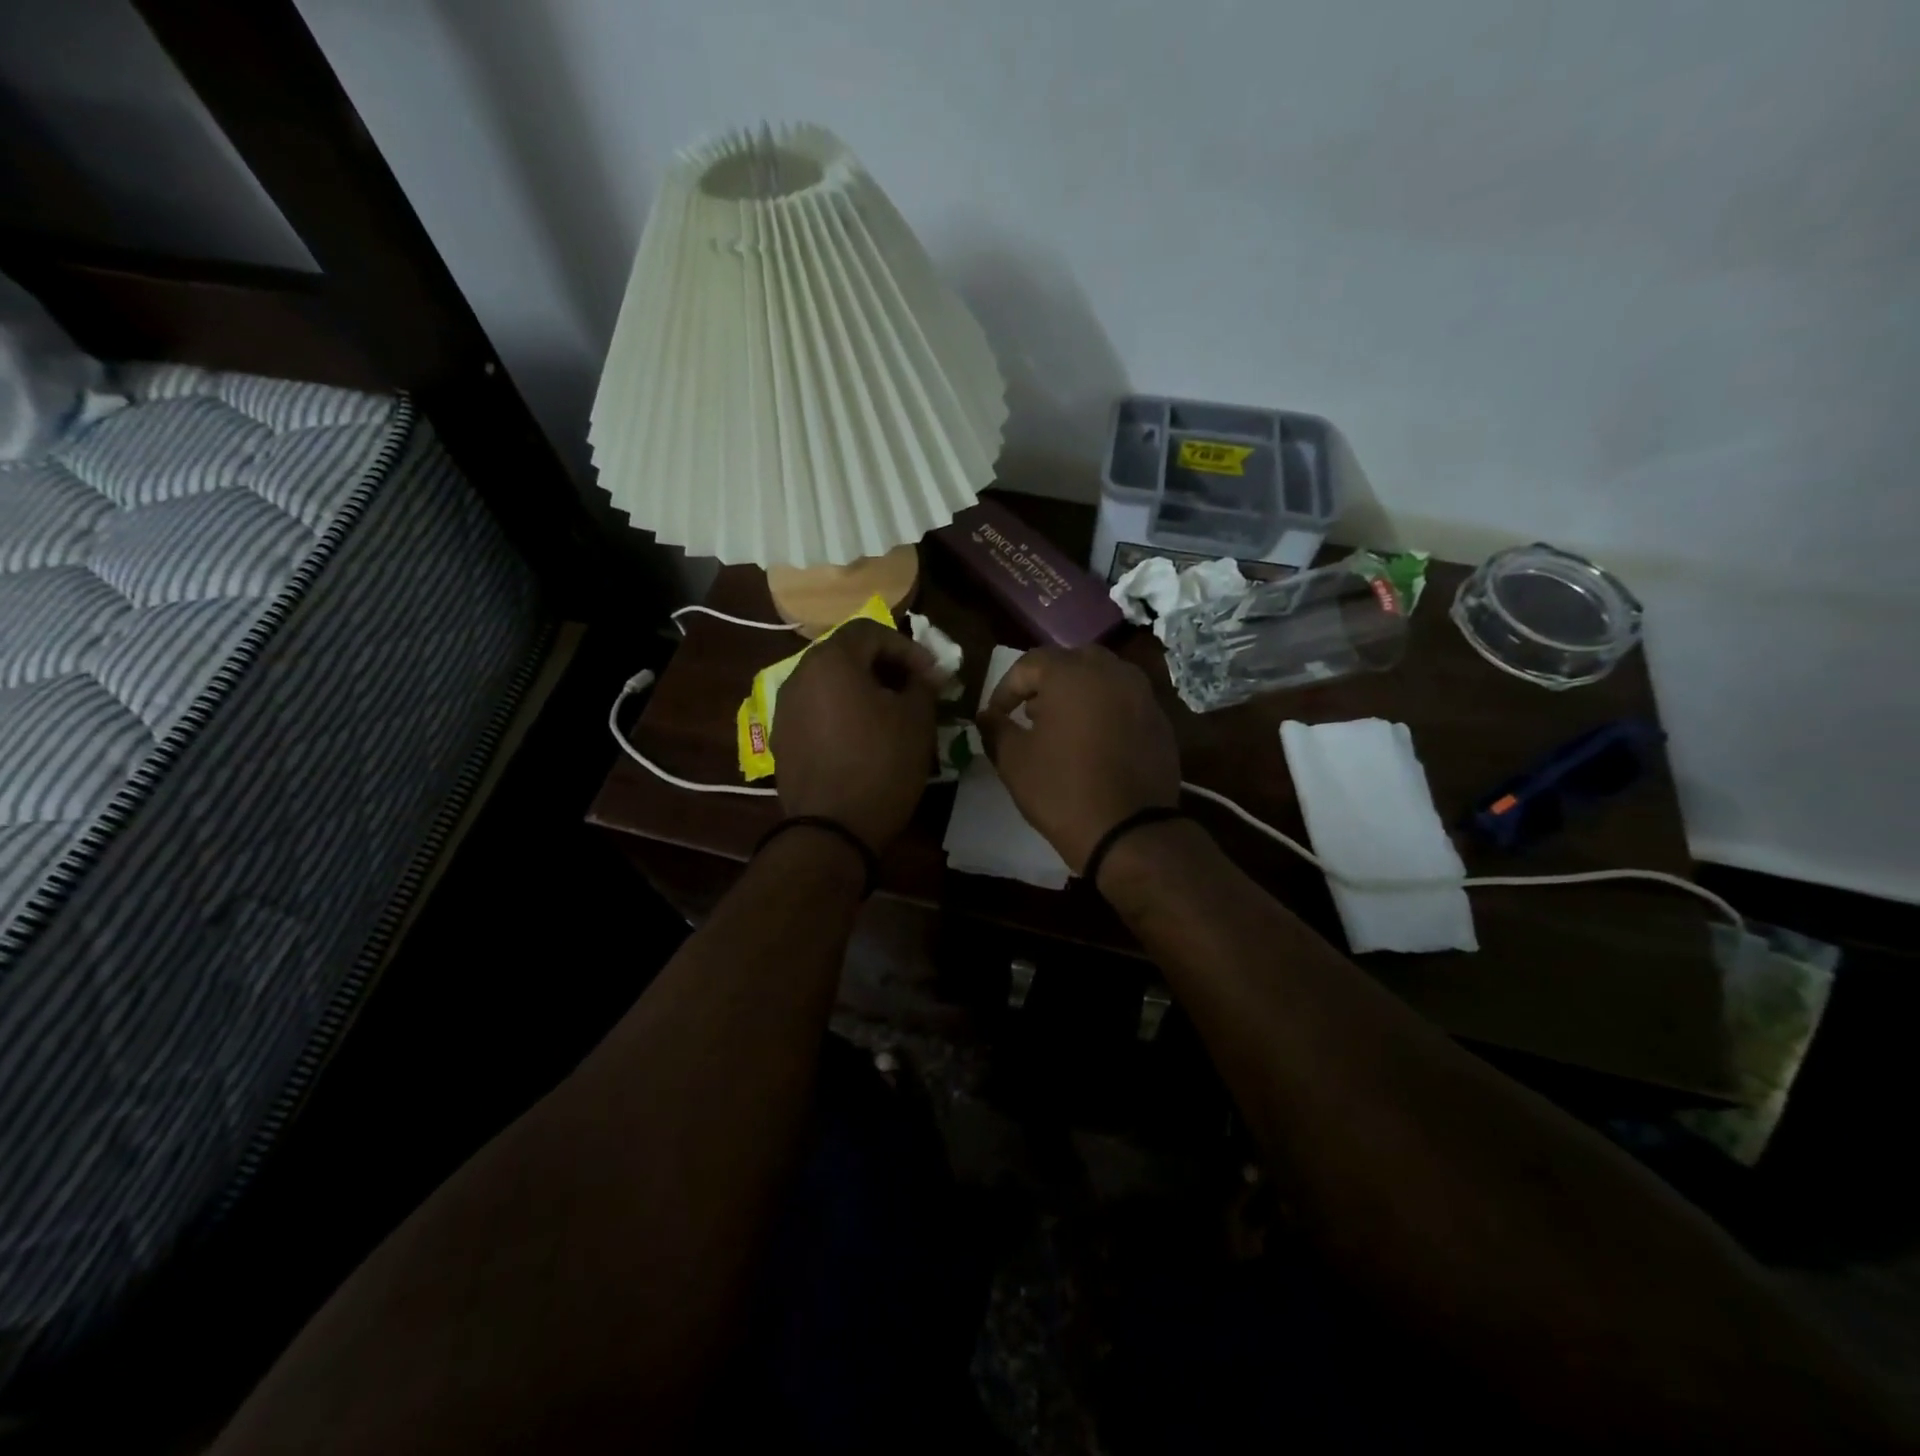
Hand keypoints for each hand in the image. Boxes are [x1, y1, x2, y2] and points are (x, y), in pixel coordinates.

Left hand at [772, 619, 939, 851]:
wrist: (832, 828)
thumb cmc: (881, 764)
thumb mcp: (916, 720)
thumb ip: (923, 685)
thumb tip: (925, 675)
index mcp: (831, 660)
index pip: (871, 631)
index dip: (908, 648)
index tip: (932, 675)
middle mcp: (799, 675)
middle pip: (846, 654)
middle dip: (885, 666)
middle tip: (914, 689)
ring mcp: (785, 708)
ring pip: (830, 683)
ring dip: (862, 689)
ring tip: (891, 713)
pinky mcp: (782, 738)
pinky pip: (817, 710)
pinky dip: (842, 712)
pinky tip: (863, 737)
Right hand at [978, 646, 1181, 873]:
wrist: (1129, 831)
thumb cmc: (1062, 790)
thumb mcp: (1014, 760)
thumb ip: (996, 728)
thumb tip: (987, 715)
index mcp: (1072, 673)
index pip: (1030, 663)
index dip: (1006, 688)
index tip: (996, 716)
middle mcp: (1112, 672)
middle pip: (1072, 662)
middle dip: (1047, 682)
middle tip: (1031, 712)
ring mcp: (1143, 695)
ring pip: (1104, 679)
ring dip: (1079, 694)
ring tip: (1063, 727)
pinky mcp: (1161, 721)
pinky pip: (1126, 703)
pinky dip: (1106, 712)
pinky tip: (1095, 744)